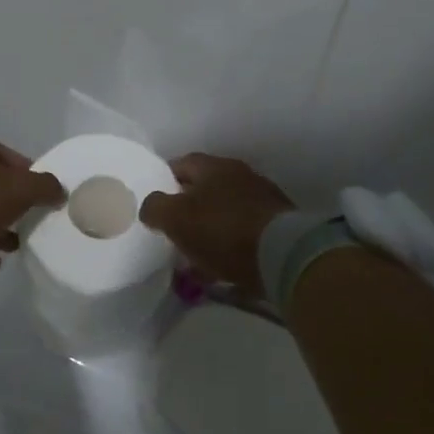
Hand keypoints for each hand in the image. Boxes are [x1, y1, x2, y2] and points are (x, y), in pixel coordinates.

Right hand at [138, 153, 295, 298]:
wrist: (284, 254)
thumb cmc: (222, 230)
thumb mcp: (176, 218)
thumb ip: (155, 207)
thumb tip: (150, 206)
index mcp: (214, 166)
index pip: (182, 164)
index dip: (164, 180)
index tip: (155, 202)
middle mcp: (241, 176)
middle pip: (205, 188)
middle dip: (188, 208)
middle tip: (173, 231)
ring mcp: (263, 200)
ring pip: (225, 212)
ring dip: (210, 230)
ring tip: (195, 257)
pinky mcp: (279, 226)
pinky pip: (244, 234)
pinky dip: (230, 247)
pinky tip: (221, 269)